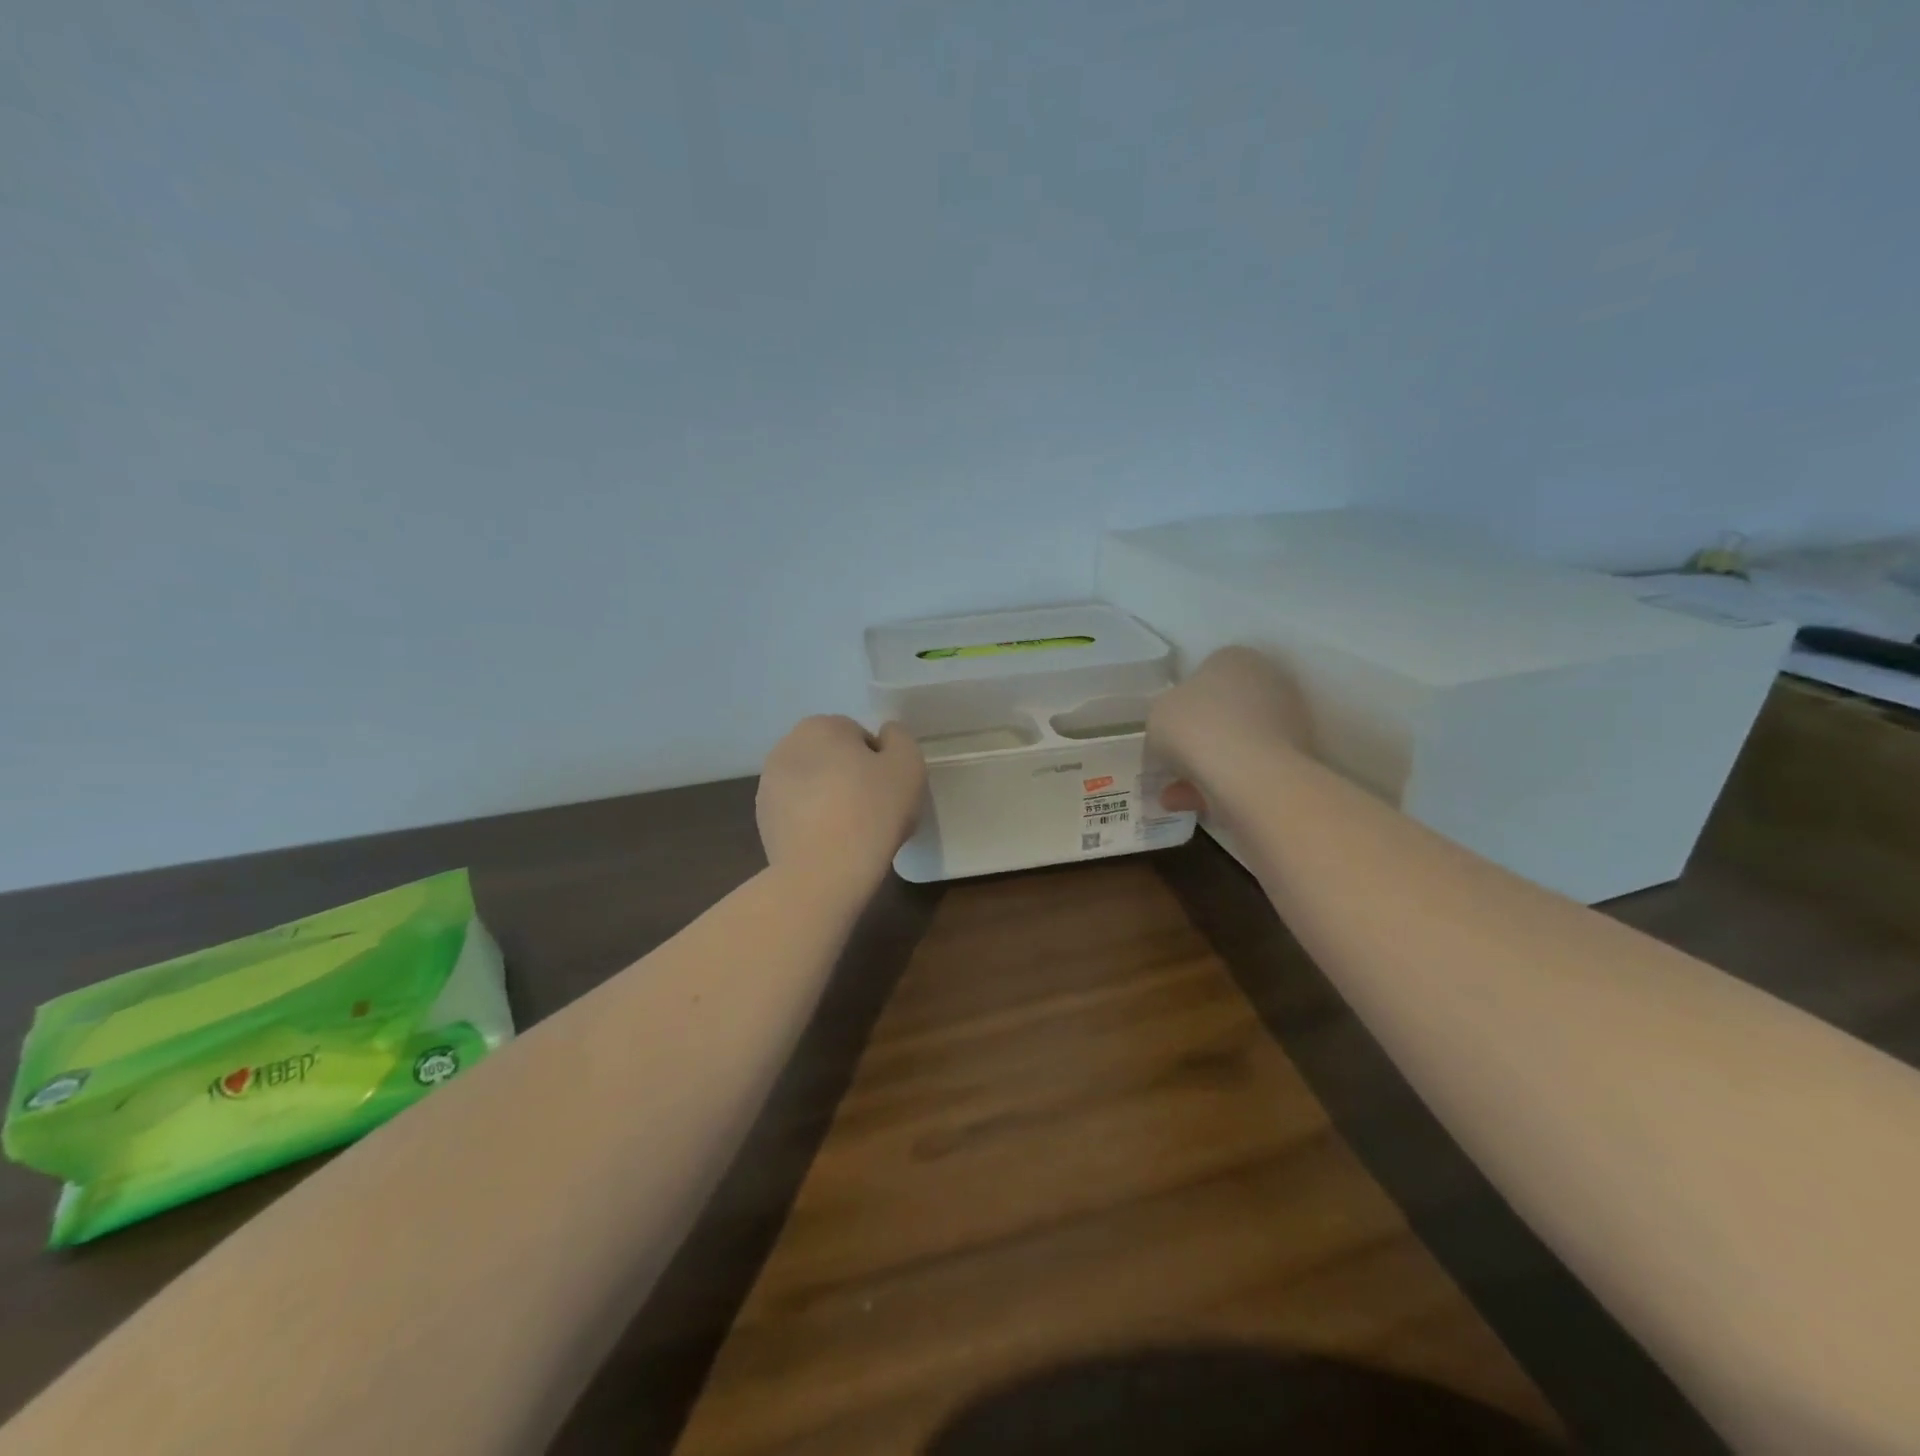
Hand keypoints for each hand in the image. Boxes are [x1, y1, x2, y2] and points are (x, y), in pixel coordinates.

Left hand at [756, 716, 926, 893]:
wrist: (824, 872)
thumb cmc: (872, 811)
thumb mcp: (908, 764)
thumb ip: (899, 738)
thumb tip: (885, 737)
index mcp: (821, 726)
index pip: (860, 737)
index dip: (880, 763)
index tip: (889, 790)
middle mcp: (787, 746)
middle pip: (833, 758)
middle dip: (851, 777)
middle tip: (874, 809)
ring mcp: (769, 783)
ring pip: (814, 784)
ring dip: (830, 798)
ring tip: (851, 830)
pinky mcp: (763, 818)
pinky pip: (798, 811)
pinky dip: (812, 820)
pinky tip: (829, 843)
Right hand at [1147, 647, 1311, 814]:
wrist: (1249, 774)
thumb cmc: (1195, 728)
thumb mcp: (1157, 715)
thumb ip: (1164, 717)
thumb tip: (1174, 731)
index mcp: (1234, 658)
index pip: (1204, 674)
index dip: (1181, 704)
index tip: (1166, 730)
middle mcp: (1268, 680)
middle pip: (1223, 711)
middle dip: (1196, 740)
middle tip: (1171, 764)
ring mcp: (1288, 719)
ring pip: (1235, 744)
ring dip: (1205, 768)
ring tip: (1174, 796)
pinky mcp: (1297, 757)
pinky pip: (1249, 768)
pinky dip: (1223, 785)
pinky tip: (1193, 806)